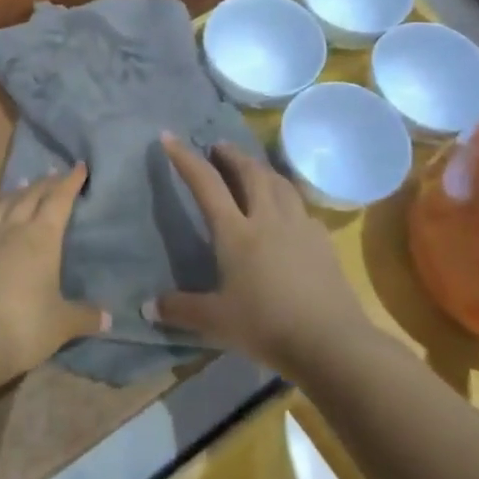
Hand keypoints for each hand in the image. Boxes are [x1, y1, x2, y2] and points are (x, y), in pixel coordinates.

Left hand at [0, 166, 108, 384]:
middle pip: (30, 196)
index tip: (79, 166)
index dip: (70, 183)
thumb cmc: (21, 327)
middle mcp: (10, 230)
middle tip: (55, 173)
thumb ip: (83, 317)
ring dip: (15, 193)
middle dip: (45, 183)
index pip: (58, 201)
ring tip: (23, 185)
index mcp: (40, 238)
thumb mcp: (60, 325)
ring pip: (1, 205)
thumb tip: (108, 318)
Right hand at [152, 136, 374, 375]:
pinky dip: (287, 197)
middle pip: (250, 172)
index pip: (206, 184)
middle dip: (231, 154)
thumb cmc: (267, 326)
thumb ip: (180, 310)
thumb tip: (147, 307)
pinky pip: (301, 206)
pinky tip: (287, 209)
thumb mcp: (216, 321)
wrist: (331, 342)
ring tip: (252, 167)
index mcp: (236, 232)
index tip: (170, 136)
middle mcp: (267, 219)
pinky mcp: (322, 241)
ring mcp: (299, 226)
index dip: (185, 158)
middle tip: (218, 147)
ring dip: (261, 168)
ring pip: (280, 182)